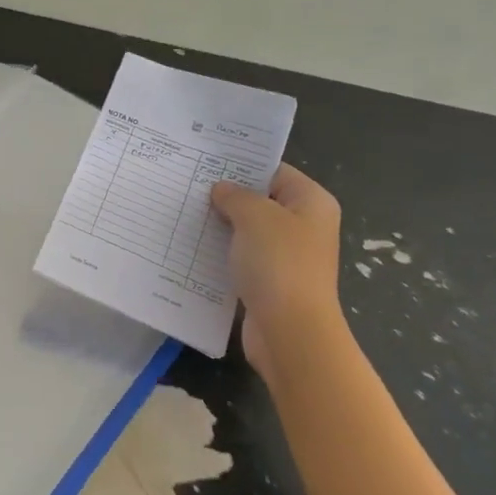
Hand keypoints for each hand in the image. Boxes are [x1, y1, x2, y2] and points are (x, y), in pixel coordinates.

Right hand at [209, 165, 344, 381]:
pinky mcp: (269, 282)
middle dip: (227, 198)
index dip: (242, 167)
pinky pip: (242, 260)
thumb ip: (236, 196)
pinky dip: (221, 255)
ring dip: (221, 228)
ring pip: (248, 233)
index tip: (205, 163)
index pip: (275, 172)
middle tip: (188, 188)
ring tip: (184, 215)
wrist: (289, 330)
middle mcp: (303, 226)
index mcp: (311, 203)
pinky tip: (192, 249)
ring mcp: (287, 257)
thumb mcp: (255, 217)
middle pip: (260, 202)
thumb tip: (222, 190)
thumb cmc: (279, 264)